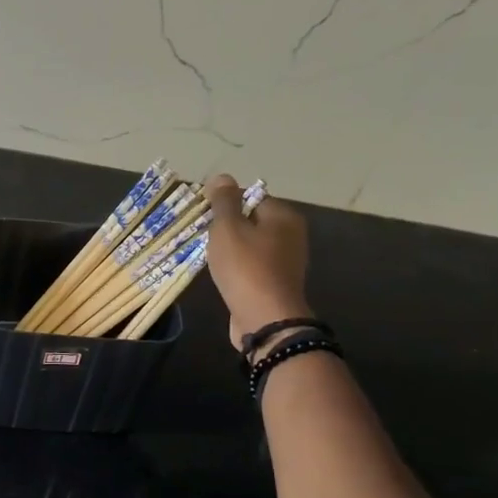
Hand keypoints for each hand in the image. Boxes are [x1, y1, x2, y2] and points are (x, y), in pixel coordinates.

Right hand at [204, 174, 312, 354]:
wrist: (266, 320)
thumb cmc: (246, 268)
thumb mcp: (228, 228)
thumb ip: (223, 201)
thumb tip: (222, 177)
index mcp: (283, 216)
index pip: (251, 196)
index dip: (226, 204)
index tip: (205, 216)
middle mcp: (291, 235)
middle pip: (251, 221)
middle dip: (227, 227)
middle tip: (205, 236)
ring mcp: (286, 262)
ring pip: (251, 245)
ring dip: (231, 249)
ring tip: (210, 257)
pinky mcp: (277, 284)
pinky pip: (252, 266)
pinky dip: (238, 268)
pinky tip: (223, 275)